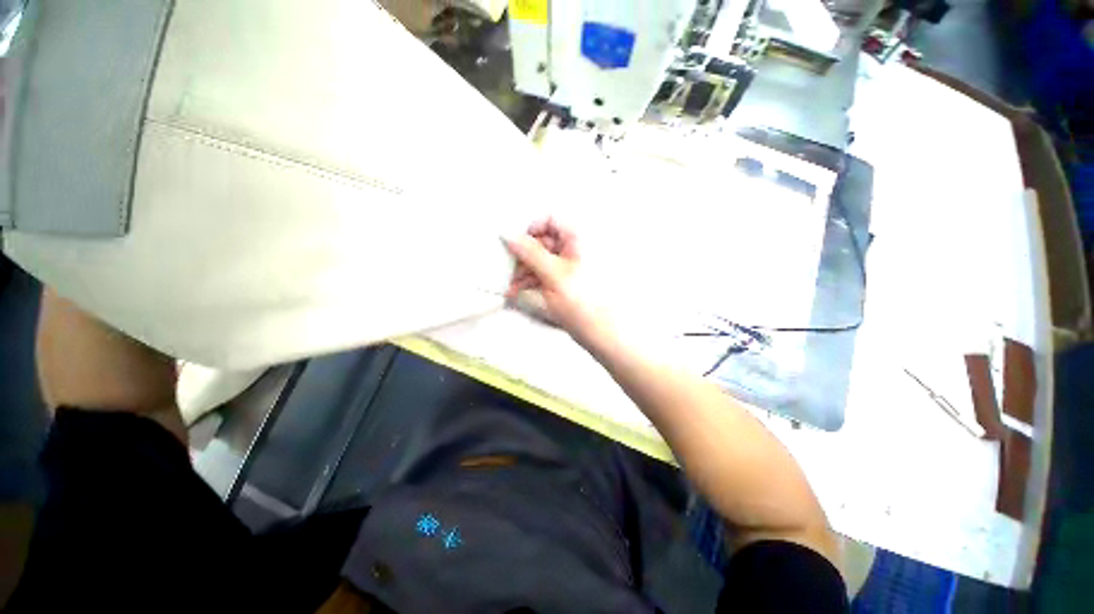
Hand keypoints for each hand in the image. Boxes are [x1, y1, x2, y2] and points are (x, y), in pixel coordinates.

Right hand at [503, 219, 606, 344]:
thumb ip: (530, 252)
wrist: (599, 331)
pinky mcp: (564, 281)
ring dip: (524, 270)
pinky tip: (518, 290)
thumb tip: (509, 235)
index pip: (550, 219)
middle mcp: (574, 249)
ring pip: (540, 259)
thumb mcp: (553, 273)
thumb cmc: (585, 302)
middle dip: (523, 255)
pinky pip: (543, 273)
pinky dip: (531, 280)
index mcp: (578, 239)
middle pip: (542, 241)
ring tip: (512, 285)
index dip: (531, 229)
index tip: (516, 243)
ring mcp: (569, 266)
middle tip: (510, 267)